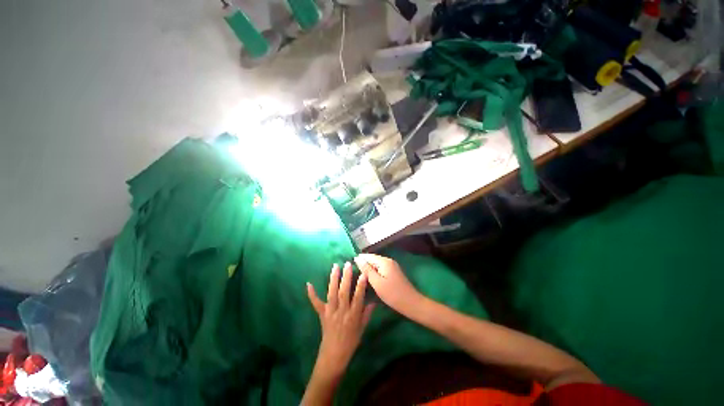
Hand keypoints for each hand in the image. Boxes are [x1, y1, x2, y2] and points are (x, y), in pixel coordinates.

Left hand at [306, 262, 374, 376]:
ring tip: (335, 266)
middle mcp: (341, 312)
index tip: (363, 273)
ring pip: (332, 293)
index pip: (358, 297)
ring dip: (333, 279)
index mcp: (353, 316)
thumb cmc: (351, 342)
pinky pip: (316, 303)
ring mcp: (330, 312)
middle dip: (346, 277)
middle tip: (347, 264)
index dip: (361, 285)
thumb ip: (367, 314)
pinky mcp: (322, 314)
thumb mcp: (362, 329)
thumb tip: (373, 301)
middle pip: (344, 292)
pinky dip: (312, 294)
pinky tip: (308, 284)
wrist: (334, 356)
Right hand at [354, 254, 424, 317]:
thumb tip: (357, 258)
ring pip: (376, 264)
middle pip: (373, 259)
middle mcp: (388, 261)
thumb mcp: (377, 283)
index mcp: (384, 262)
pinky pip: (381, 268)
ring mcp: (392, 266)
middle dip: (363, 263)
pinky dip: (374, 271)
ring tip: (358, 274)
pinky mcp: (393, 272)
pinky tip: (369, 278)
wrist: (411, 303)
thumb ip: (367, 270)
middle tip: (352, 270)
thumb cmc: (393, 294)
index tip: (349, 264)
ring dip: (368, 268)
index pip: (368, 256)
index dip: (359, 259)